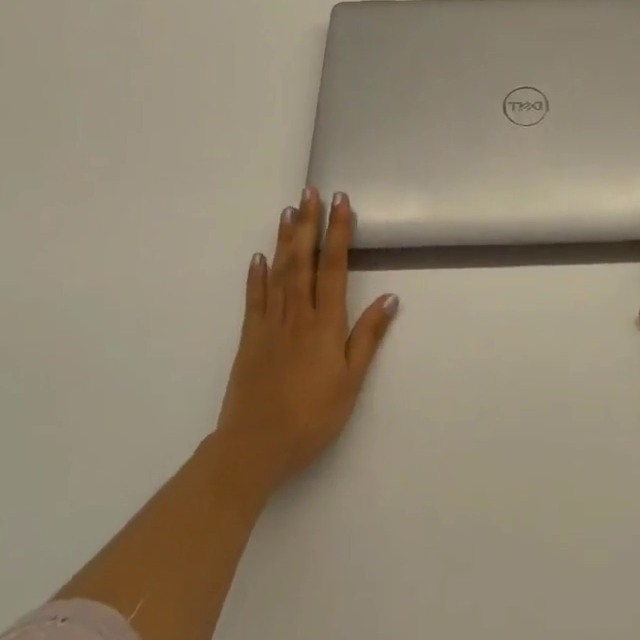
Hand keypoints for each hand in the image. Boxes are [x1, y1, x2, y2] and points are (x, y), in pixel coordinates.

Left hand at [210, 188, 397, 502]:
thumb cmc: (311, 417)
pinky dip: (257, 274)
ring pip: (280, 271)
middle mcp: (297, 314)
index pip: (334, 267)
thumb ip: (367, 337)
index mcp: (325, 323)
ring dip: (286, 239)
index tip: (341, 202)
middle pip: (304, 260)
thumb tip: (390, 297)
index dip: (338, 232)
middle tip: (311, 191)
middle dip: (310, 223)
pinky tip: (259, 255)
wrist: (254, 448)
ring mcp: (270, 324)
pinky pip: (254, 298)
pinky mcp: (250, 338)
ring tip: (290, 210)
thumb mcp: (350, 383)